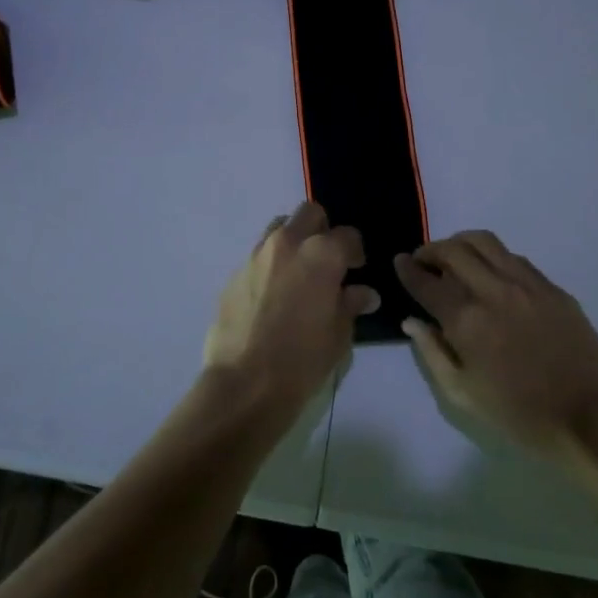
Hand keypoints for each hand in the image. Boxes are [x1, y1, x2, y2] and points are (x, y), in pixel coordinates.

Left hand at [203, 203, 378, 422]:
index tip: (356, 270)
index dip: (355, 252)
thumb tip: (363, 293)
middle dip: (322, 230)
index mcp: (321, 254)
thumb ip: (350, 304)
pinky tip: (272, 297)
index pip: (348, 235)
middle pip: (309, 213)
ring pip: (279, 228)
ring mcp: (256, 255)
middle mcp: (288, 243)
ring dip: (293, 242)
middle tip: (326, 261)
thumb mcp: (339, 334)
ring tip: (298, 274)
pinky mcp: (234, 273)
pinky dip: (270, 266)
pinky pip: (258, 257)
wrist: (246, 383)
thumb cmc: (303, 359)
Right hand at [394, 231, 597, 461]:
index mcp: (467, 321)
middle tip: (425, 261)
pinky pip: (516, 258)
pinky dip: (494, 258)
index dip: (408, 269)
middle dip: (431, 250)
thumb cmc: (517, 415)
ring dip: (462, 244)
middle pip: (454, 250)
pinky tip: (493, 275)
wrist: (587, 421)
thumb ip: (432, 352)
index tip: (400, 262)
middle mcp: (494, 292)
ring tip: (456, 258)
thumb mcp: (462, 394)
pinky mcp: (553, 289)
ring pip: (486, 242)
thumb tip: (412, 321)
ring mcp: (527, 285)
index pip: (427, 282)